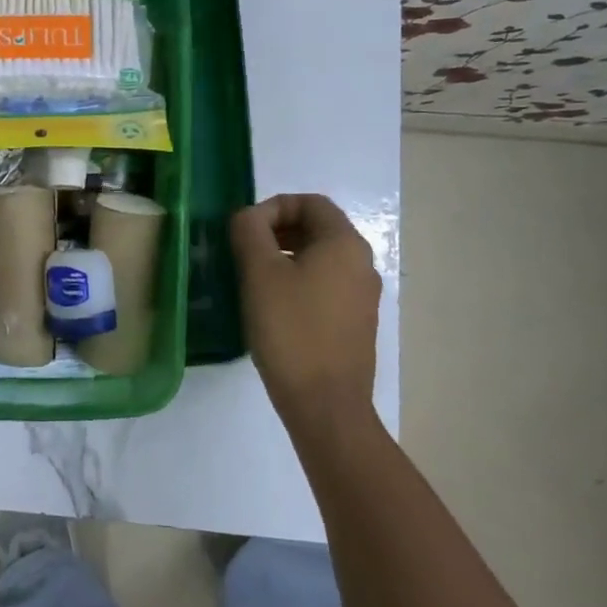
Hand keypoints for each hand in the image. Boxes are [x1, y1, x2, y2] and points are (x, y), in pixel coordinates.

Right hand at [230, 194, 381, 432]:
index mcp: (344, 244)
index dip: (273, 207)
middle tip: (244, 252)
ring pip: (320, 258)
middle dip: (277, 232)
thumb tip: (249, 217)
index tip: (244, 231)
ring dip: (285, 258)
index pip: (310, 202)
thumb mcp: (259, 272)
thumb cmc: (290, 329)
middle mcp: (362, 263)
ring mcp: (363, 296)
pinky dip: (298, 282)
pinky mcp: (356, 323)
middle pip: (317, 228)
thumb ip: (249, 231)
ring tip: (253, 280)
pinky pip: (325, 285)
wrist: (325, 404)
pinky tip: (273, 308)